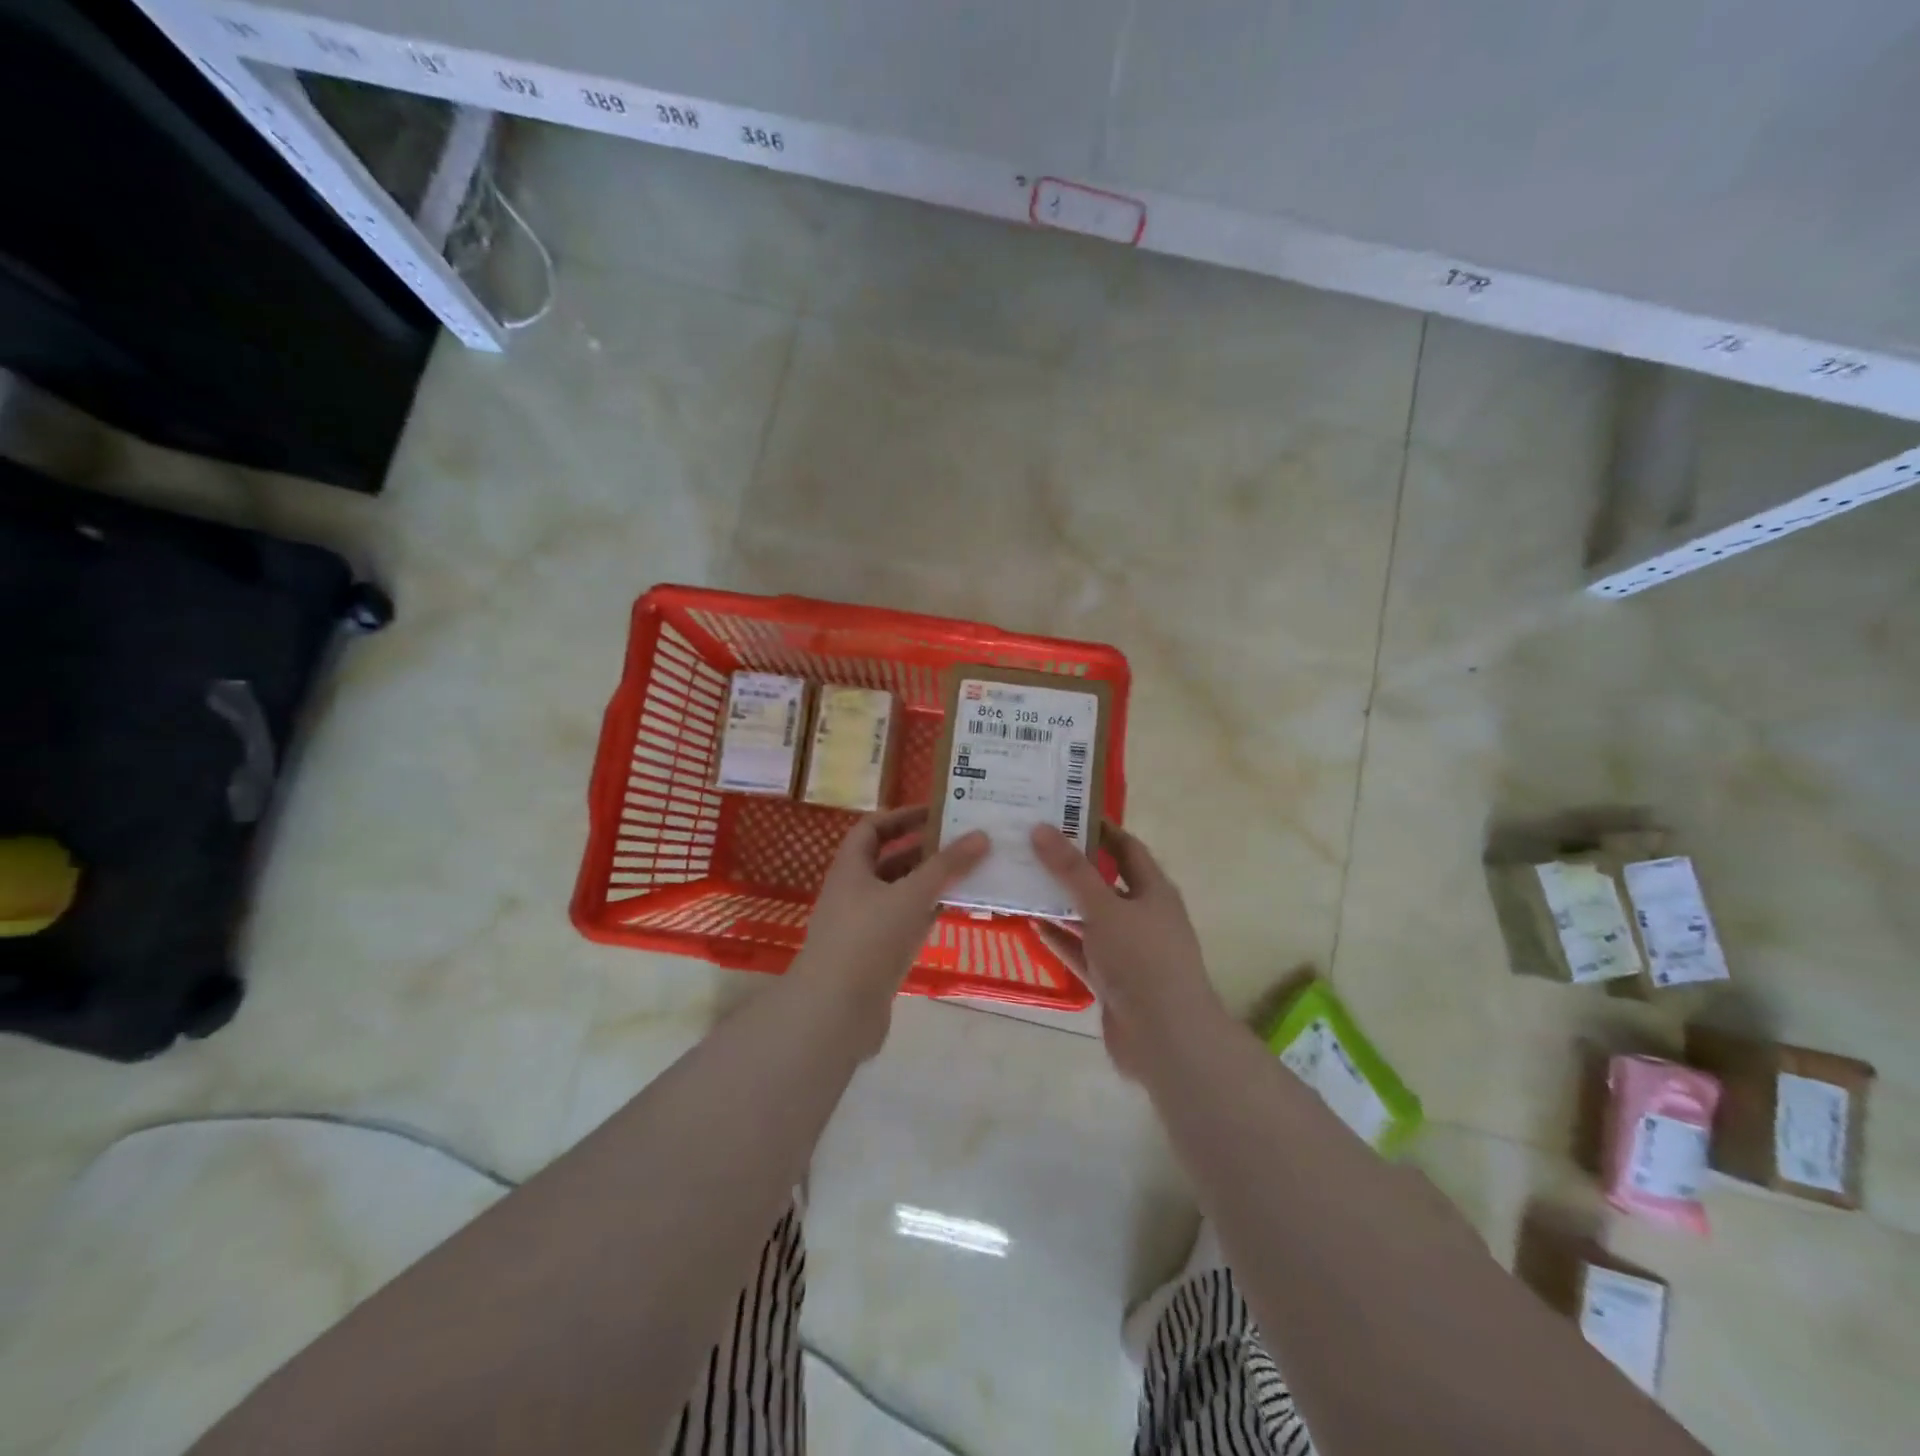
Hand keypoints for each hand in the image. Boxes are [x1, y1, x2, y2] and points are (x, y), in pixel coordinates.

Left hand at [790, 806, 988, 1042]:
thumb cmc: (868, 939)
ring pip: (900, 894)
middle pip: (890, 861)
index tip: (938, 813)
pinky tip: (956, 910)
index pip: (873, 828)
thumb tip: (981, 834)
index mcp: (851, 868)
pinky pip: (905, 924)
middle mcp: (854, 892)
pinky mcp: (876, 956)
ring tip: (969, 872)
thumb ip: (946, 865)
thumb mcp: (911, 894)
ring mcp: (864, 926)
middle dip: (924, 850)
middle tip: (964, 842)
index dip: (902, 816)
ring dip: (930, 883)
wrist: (834, 1012)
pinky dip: (927, 914)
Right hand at [1030, 822, 1227, 1077]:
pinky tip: (1031, 924)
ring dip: (1061, 903)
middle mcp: (1142, 916)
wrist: (1166, 1040)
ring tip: (1022, 880)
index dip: (1098, 829)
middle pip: (1103, 881)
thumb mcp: (1104, 908)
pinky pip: (1081, 951)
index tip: (1062, 812)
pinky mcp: (1111, 980)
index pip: (1126, 847)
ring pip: (1089, 918)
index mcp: (1153, 891)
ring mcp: (1127, 951)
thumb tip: (1041, 828)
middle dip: (1071, 866)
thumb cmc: (1142, 961)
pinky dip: (1060, 938)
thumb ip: (1071, 871)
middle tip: (1031, 845)